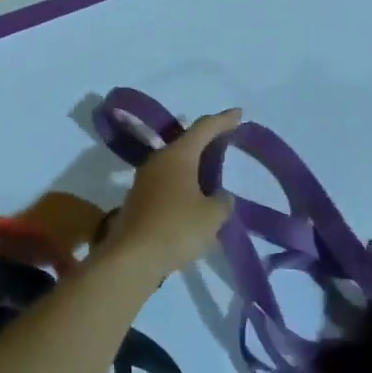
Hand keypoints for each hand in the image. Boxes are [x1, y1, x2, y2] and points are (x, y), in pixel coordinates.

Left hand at [97, 109, 240, 279]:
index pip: (204, 128)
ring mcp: (144, 182)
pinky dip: (184, 188)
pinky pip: (167, 185)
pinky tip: (195, 203)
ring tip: (213, 175)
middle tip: (226, 142)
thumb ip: (222, 202)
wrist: (132, 259)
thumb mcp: (212, 216)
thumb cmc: (176, 228)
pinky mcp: (138, 202)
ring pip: (175, 166)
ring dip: (194, 168)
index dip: (223, 120)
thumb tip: (220, 197)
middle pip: (186, 144)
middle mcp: (158, 162)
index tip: (239, 113)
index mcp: (177, 155)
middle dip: (207, 143)